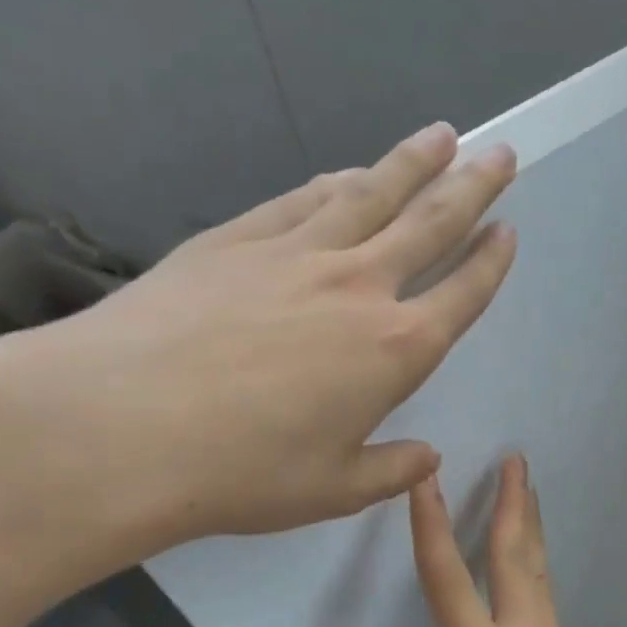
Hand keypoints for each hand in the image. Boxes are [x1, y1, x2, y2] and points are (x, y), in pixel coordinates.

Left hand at [0, 123, 517, 565]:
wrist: (119, 426)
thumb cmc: (243, 471)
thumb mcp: (334, 490)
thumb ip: (390, 470)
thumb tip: (426, 458)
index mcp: (395, 349)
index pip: (461, 294)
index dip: (489, 262)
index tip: (508, 231)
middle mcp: (358, 286)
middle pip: (429, 222)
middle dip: (472, 187)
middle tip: (500, 153)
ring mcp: (294, 253)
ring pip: (370, 194)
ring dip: (411, 163)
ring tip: (440, 136)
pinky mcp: (235, 239)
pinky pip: (301, 199)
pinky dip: (335, 182)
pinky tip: (347, 173)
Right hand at [327, 454, 626, 626]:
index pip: (452, 579)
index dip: (433, 526)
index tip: (426, 477)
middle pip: (515, 558)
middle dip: (511, 503)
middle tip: (514, 457)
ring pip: (538, 573)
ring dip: (528, 526)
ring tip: (526, 489)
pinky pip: (545, 597)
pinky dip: (534, 562)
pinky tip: (530, 563)